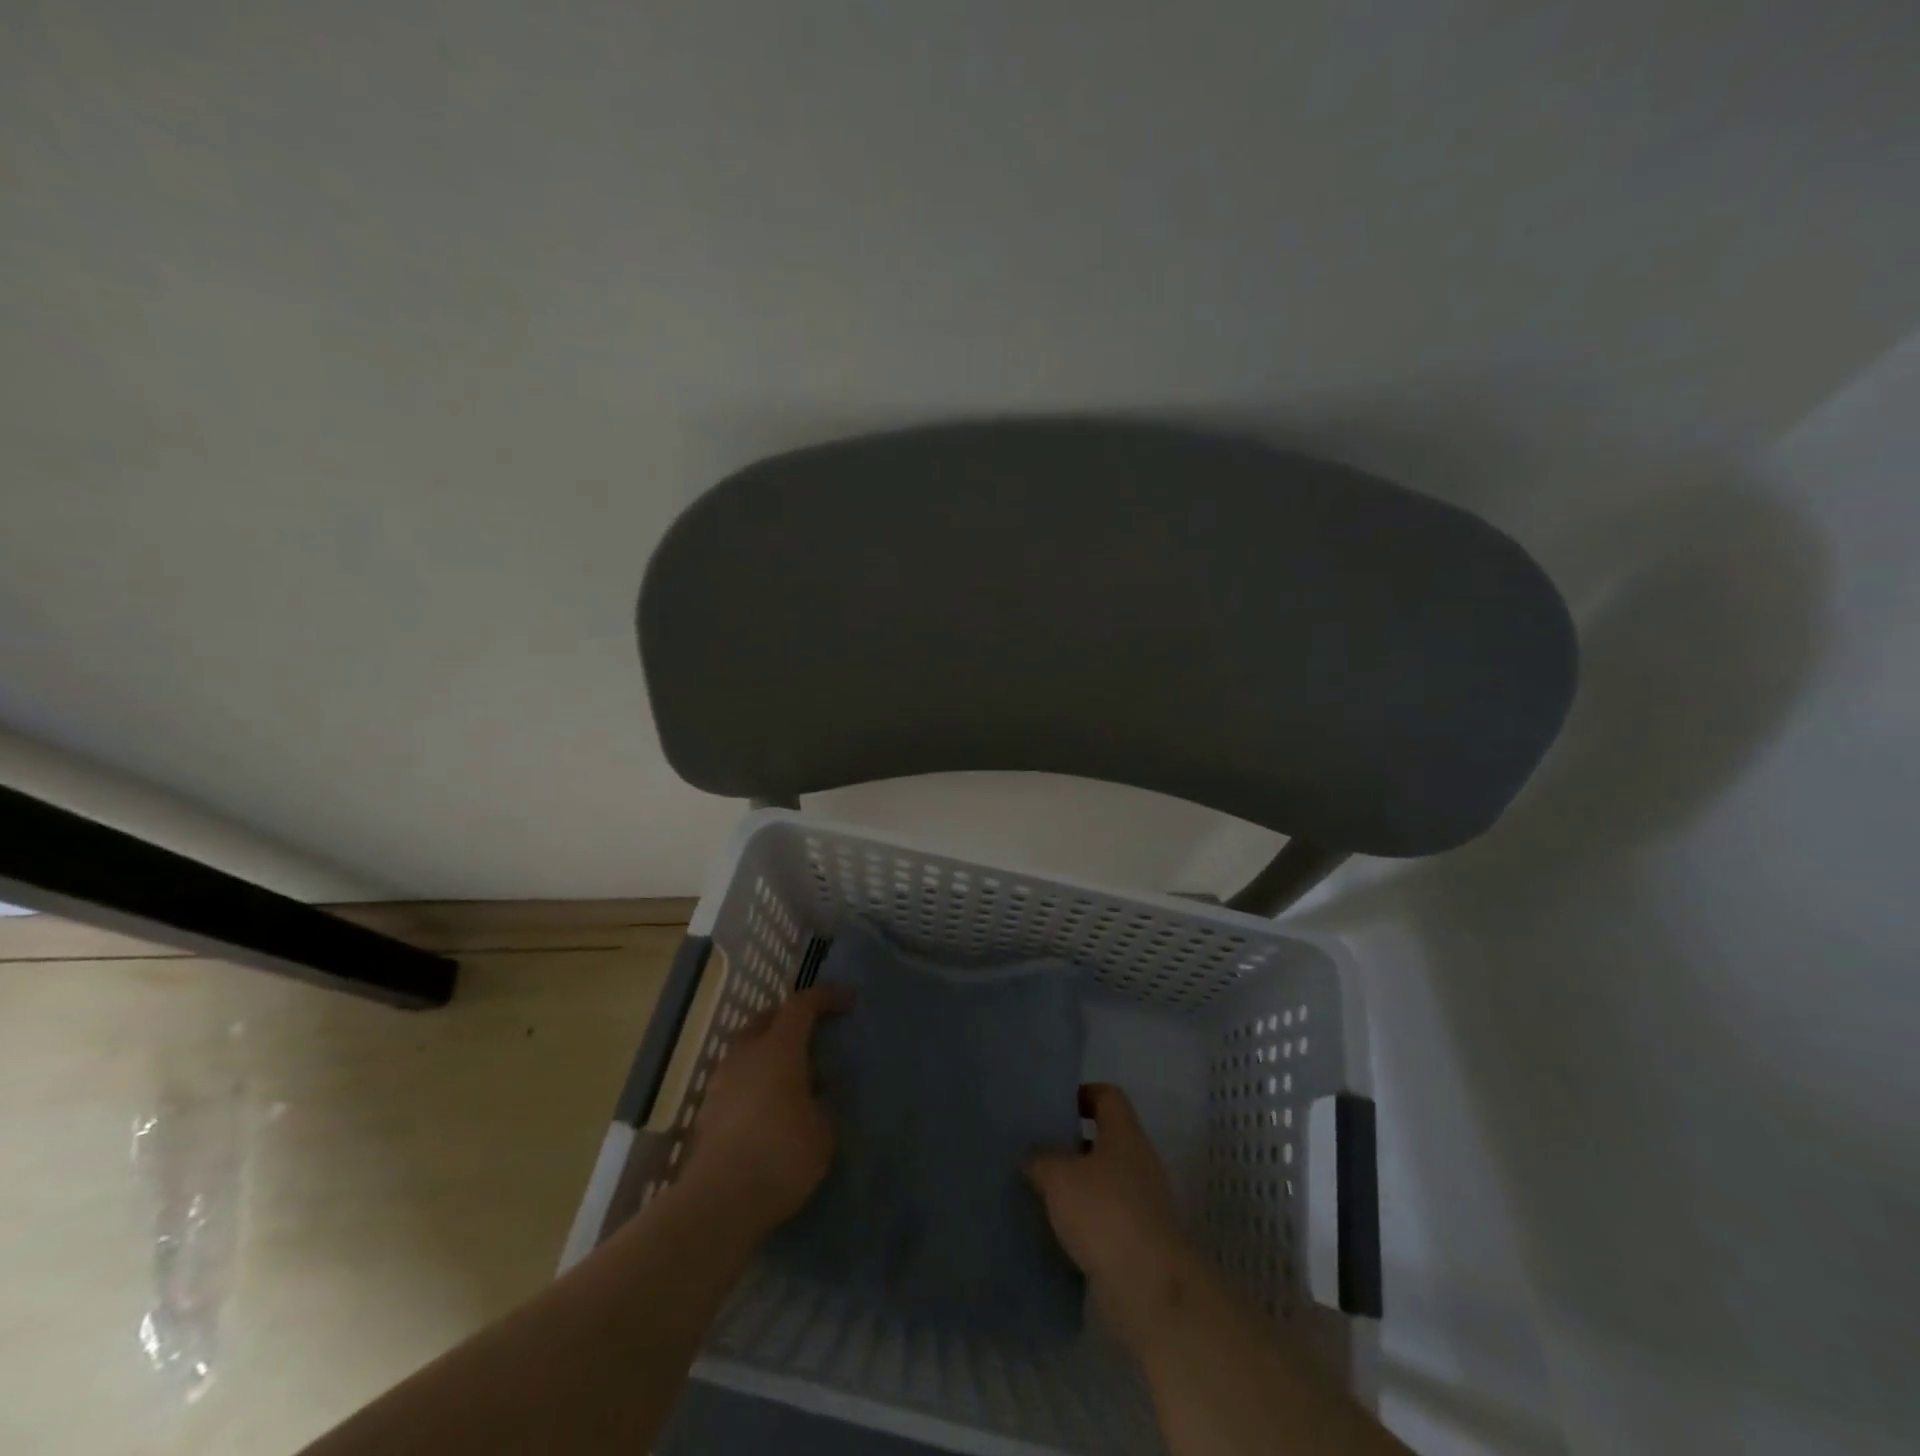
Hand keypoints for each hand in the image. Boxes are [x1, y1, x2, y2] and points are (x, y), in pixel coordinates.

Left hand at [678, 985, 850, 1239]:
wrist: (717, 1203)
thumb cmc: (780, 1156)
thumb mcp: (822, 1131)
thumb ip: (821, 1103)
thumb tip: (813, 1095)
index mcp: (778, 1049)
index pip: (801, 1005)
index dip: (826, 998)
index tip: (848, 1001)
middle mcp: (746, 1056)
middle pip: (766, 1019)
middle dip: (789, 1018)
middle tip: (812, 1031)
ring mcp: (721, 1083)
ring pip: (746, 1050)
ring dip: (769, 1051)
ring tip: (792, 1075)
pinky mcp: (707, 1113)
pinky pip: (736, 1080)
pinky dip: (755, 1080)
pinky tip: (770, 1107)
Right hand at [1026, 1083, 1199, 1349]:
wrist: (1148, 1288)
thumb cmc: (1104, 1212)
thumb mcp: (1059, 1176)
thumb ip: (1041, 1159)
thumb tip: (1031, 1155)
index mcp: (1125, 1134)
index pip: (1108, 1096)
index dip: (1083, 1094)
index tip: (1054, 1107)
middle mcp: (1139, 1163)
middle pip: (1105, 1140)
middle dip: (1072, 1145)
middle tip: (1037, 1150)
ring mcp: (1142, 1204)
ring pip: (1103, 1182)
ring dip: (1076, 1187)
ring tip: (1039, 1191)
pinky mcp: (1138, 1242)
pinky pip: (1105, 1219)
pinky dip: (1083, 1222)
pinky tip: (1055, 1230)